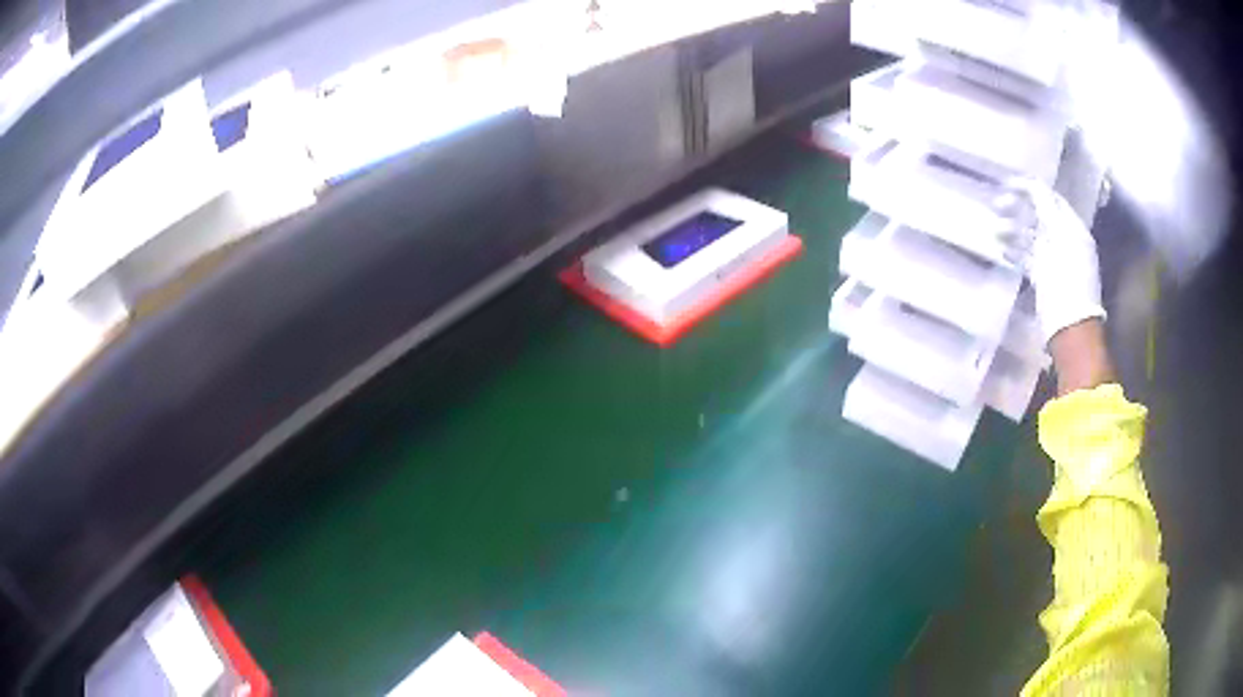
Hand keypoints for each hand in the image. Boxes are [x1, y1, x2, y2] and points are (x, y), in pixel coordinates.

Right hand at [1004, 178, 1105, 343]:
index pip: (1050, 199)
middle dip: (1018, 209)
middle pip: (1040, 216)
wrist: (1070, 329)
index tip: (1005, 184)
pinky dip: (1016, 251)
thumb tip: (1033, 185)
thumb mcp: (1059, 238)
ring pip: (1032, 237)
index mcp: (1072, 229)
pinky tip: (1002, 250)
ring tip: (995, 231)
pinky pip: (1029, 258)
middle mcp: (1065, 241)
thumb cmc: (1067, 282)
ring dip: (1014, 231)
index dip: (1029, 189)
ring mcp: (1055, 261)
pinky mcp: (1046, 279)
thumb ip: (1047, 210)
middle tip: (996, 206)